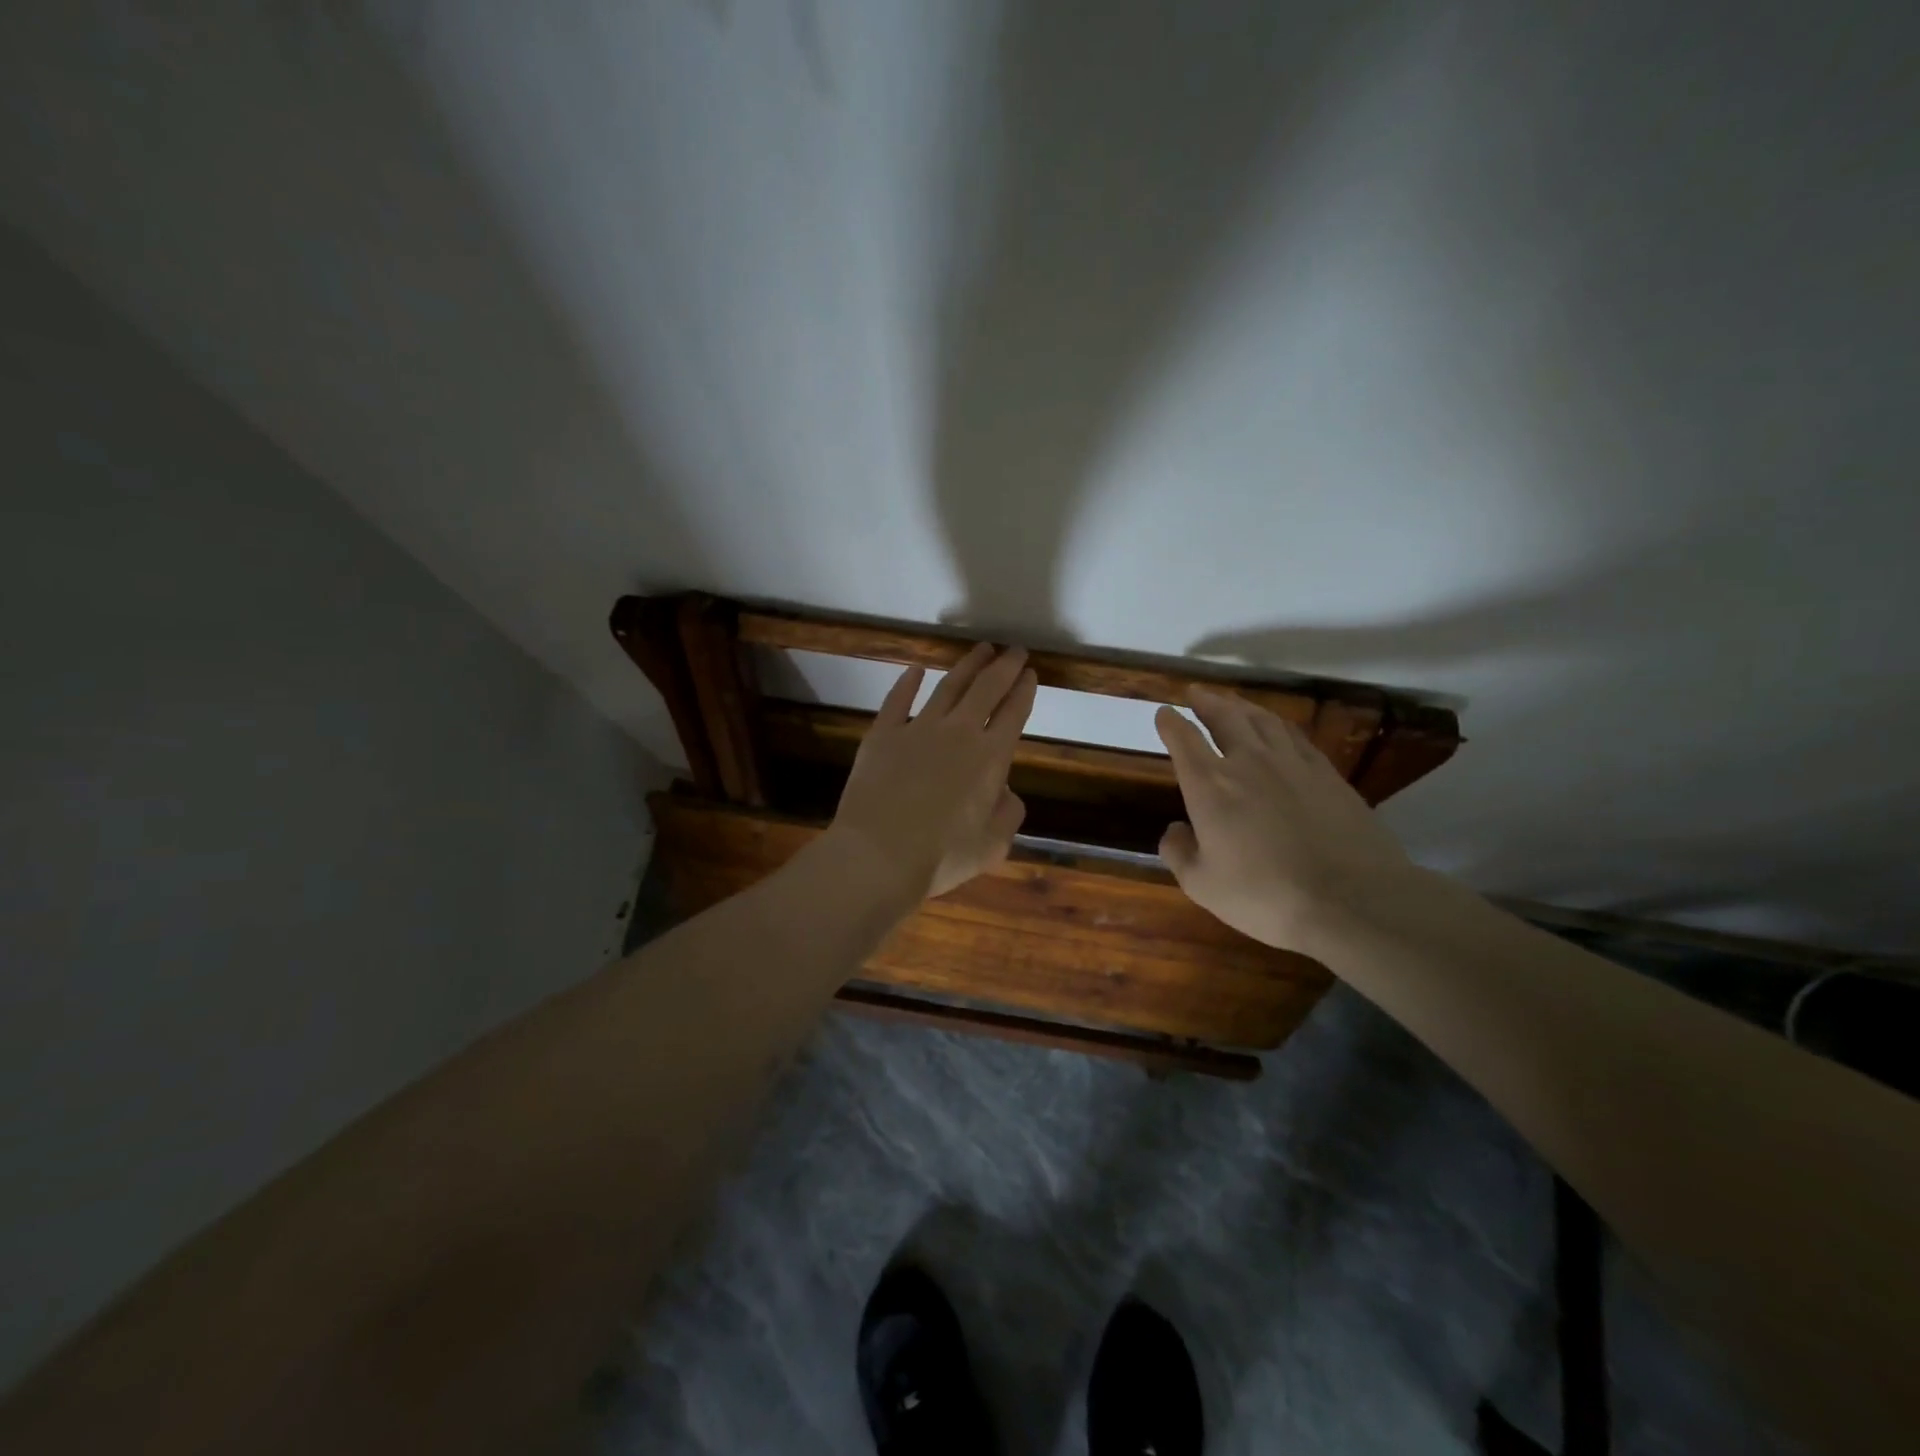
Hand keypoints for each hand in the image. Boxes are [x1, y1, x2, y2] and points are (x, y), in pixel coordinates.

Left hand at [828, 644, 1037, 901]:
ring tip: (980, 649)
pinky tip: (916, 669)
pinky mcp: (882, 734)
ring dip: (967, 665)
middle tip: (1014, 650)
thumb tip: (1004, 791)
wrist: (878, 855)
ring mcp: (917, 728)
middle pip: (986, 689)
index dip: (1024, 690)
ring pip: (948, 686)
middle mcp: (958, 733)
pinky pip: (897, 700)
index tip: (1031, 673)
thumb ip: (1008, 813)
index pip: (1013, 713)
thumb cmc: (941, 857)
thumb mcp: (993, 845)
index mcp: (990, 758)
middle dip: (1004, 666)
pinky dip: (907, 682)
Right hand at [1154, 688, 1415, 952]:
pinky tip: (1278, 728)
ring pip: (1263, 720)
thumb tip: (1175, 829)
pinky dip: (1278, 725)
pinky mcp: (1327, 774)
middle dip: (1206, 702)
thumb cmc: (1265, 895)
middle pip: (1225, 718)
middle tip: (1196, 693)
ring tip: (1232, 702)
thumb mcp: (1203, 886)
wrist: (1351, 899)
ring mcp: (1293, 764)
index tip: (1164, 713)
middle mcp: (1249, 763)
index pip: (1185, 742)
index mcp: (1211, 787)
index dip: (1171, 724)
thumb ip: (1179, 853)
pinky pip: (1296, 737)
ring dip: (1242, 706)